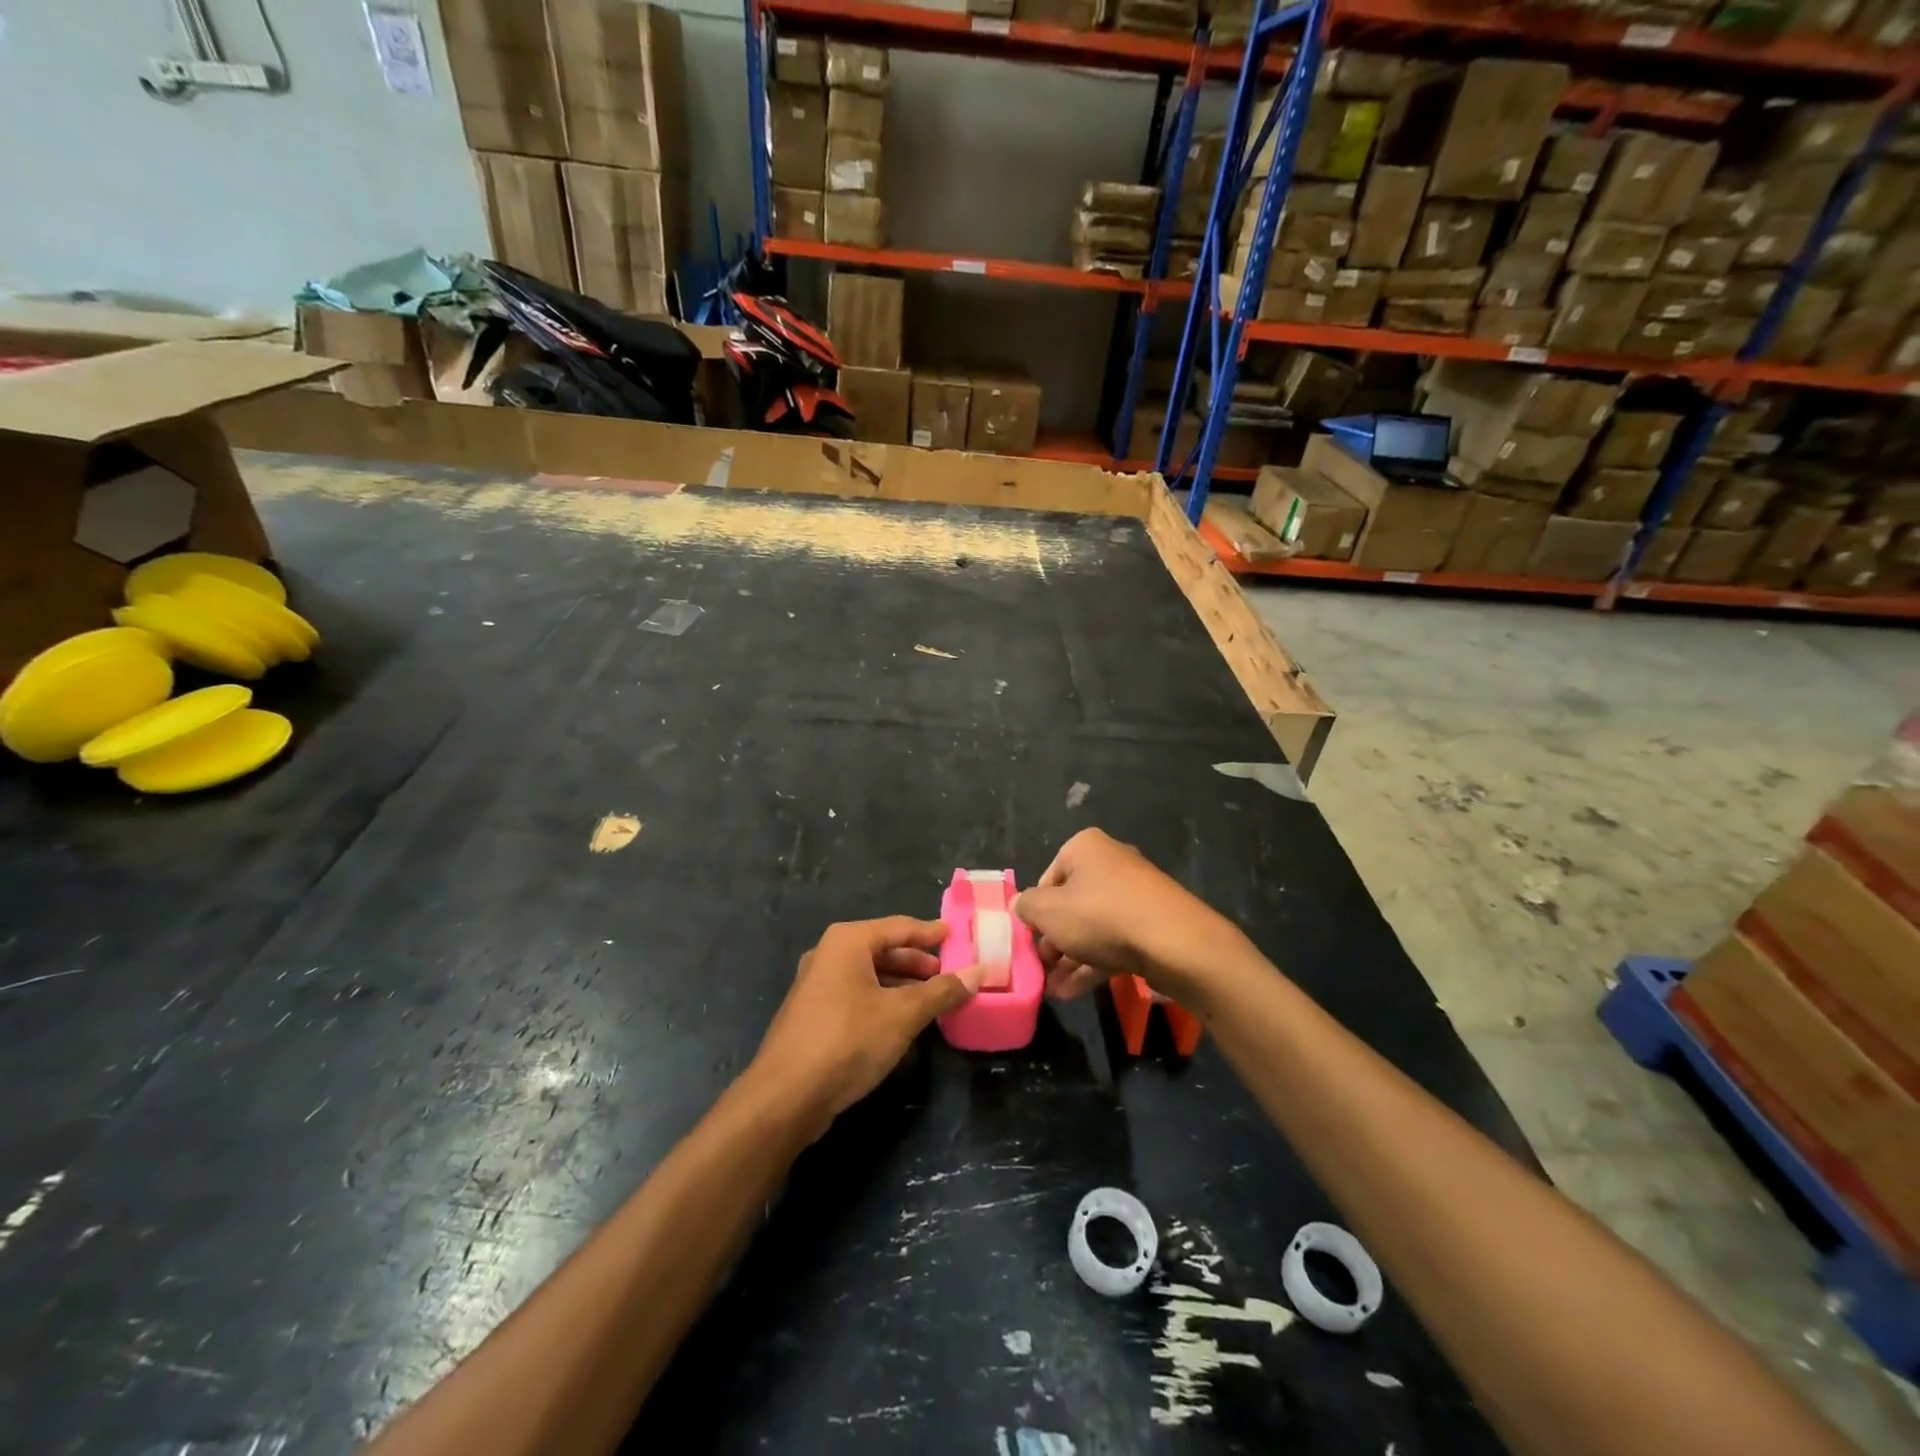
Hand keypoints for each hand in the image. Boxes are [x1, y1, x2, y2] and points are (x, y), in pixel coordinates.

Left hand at [749, 917, 982, 1138]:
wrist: (785, 1097)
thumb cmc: (848, 1040)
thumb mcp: (903, 1014)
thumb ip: (942, 991)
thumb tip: (979, 971)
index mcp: (848, 941)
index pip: (900, 927)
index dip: (931, 933)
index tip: (958, 937)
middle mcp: (829, 954)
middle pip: (883, 948)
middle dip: (918, 962)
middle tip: (950, 973)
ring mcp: (816, 985)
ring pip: (869, 975)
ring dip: (902, 984)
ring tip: (933, 999)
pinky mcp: (813, 1015)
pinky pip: (856, 995)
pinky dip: (882, 1000)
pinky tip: (902, 1021)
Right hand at [1012, 829, 1242, 1004]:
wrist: (1175, 943)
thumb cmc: (1102, 916)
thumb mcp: (1049, 912)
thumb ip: (1027, 907)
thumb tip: (1020, 906)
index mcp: (1085, 848)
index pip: (1046, 879)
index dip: (1035, 912)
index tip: (1029, 940)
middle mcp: (1111, 863)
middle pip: (1070, 903)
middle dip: (1052, 939)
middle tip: (1039, 968)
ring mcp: (1135, 895)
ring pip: (1091, 926)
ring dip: (1069, 958)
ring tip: (1050, 990)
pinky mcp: (1151, 924)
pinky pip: (1113, 941)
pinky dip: (1092, 963)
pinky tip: (1071, 993)